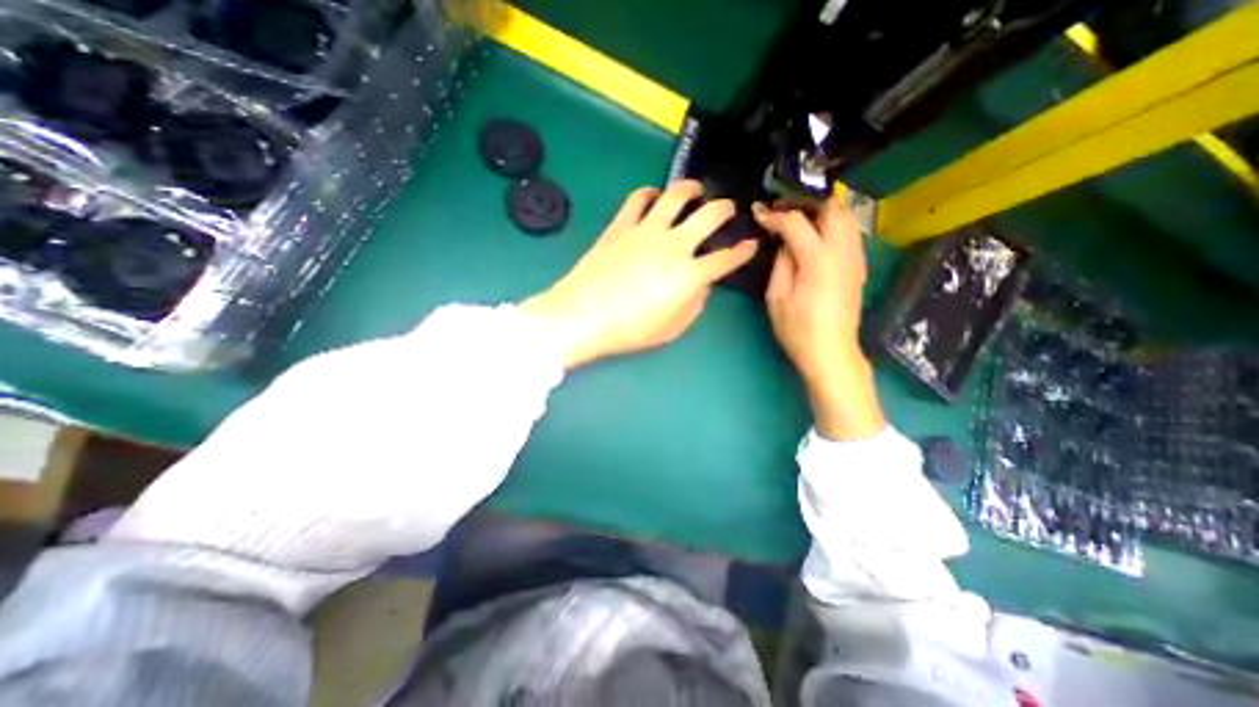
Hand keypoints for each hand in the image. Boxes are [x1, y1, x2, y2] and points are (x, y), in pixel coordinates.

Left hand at [522, 180, 755, 370]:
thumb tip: (701, 285)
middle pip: (710, 216)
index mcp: (690, 274)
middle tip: (729, 208)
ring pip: (676, 196)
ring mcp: (646, 230)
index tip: (751, 244)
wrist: (584, 315)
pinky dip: (649, 193)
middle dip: (726, 209)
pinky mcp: (621, 225)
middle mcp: (674, 245)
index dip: (743, 251)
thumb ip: (694, 304)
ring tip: (697, 189)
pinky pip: (638, 199)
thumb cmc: (630, 329)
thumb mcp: (671, 328)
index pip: (726, 259)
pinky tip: (654, 195)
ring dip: (691, 189)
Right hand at [755, 195, 882, 437]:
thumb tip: (784, 243)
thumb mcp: (777, 298)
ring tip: (797, 217)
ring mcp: (856, 258)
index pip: (796, 223)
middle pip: (832, 207)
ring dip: (821, 210)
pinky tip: (815, 235)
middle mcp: (843, 251)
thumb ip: (781, 263)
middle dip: (805, 201)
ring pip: (845, 217)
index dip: (774, 214)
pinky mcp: (859, 266)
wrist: (832, 353)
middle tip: (781, 208)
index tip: (758, 211)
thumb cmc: (798, 331)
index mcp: (819, 260)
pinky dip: (831, 224)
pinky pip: (848, 232)